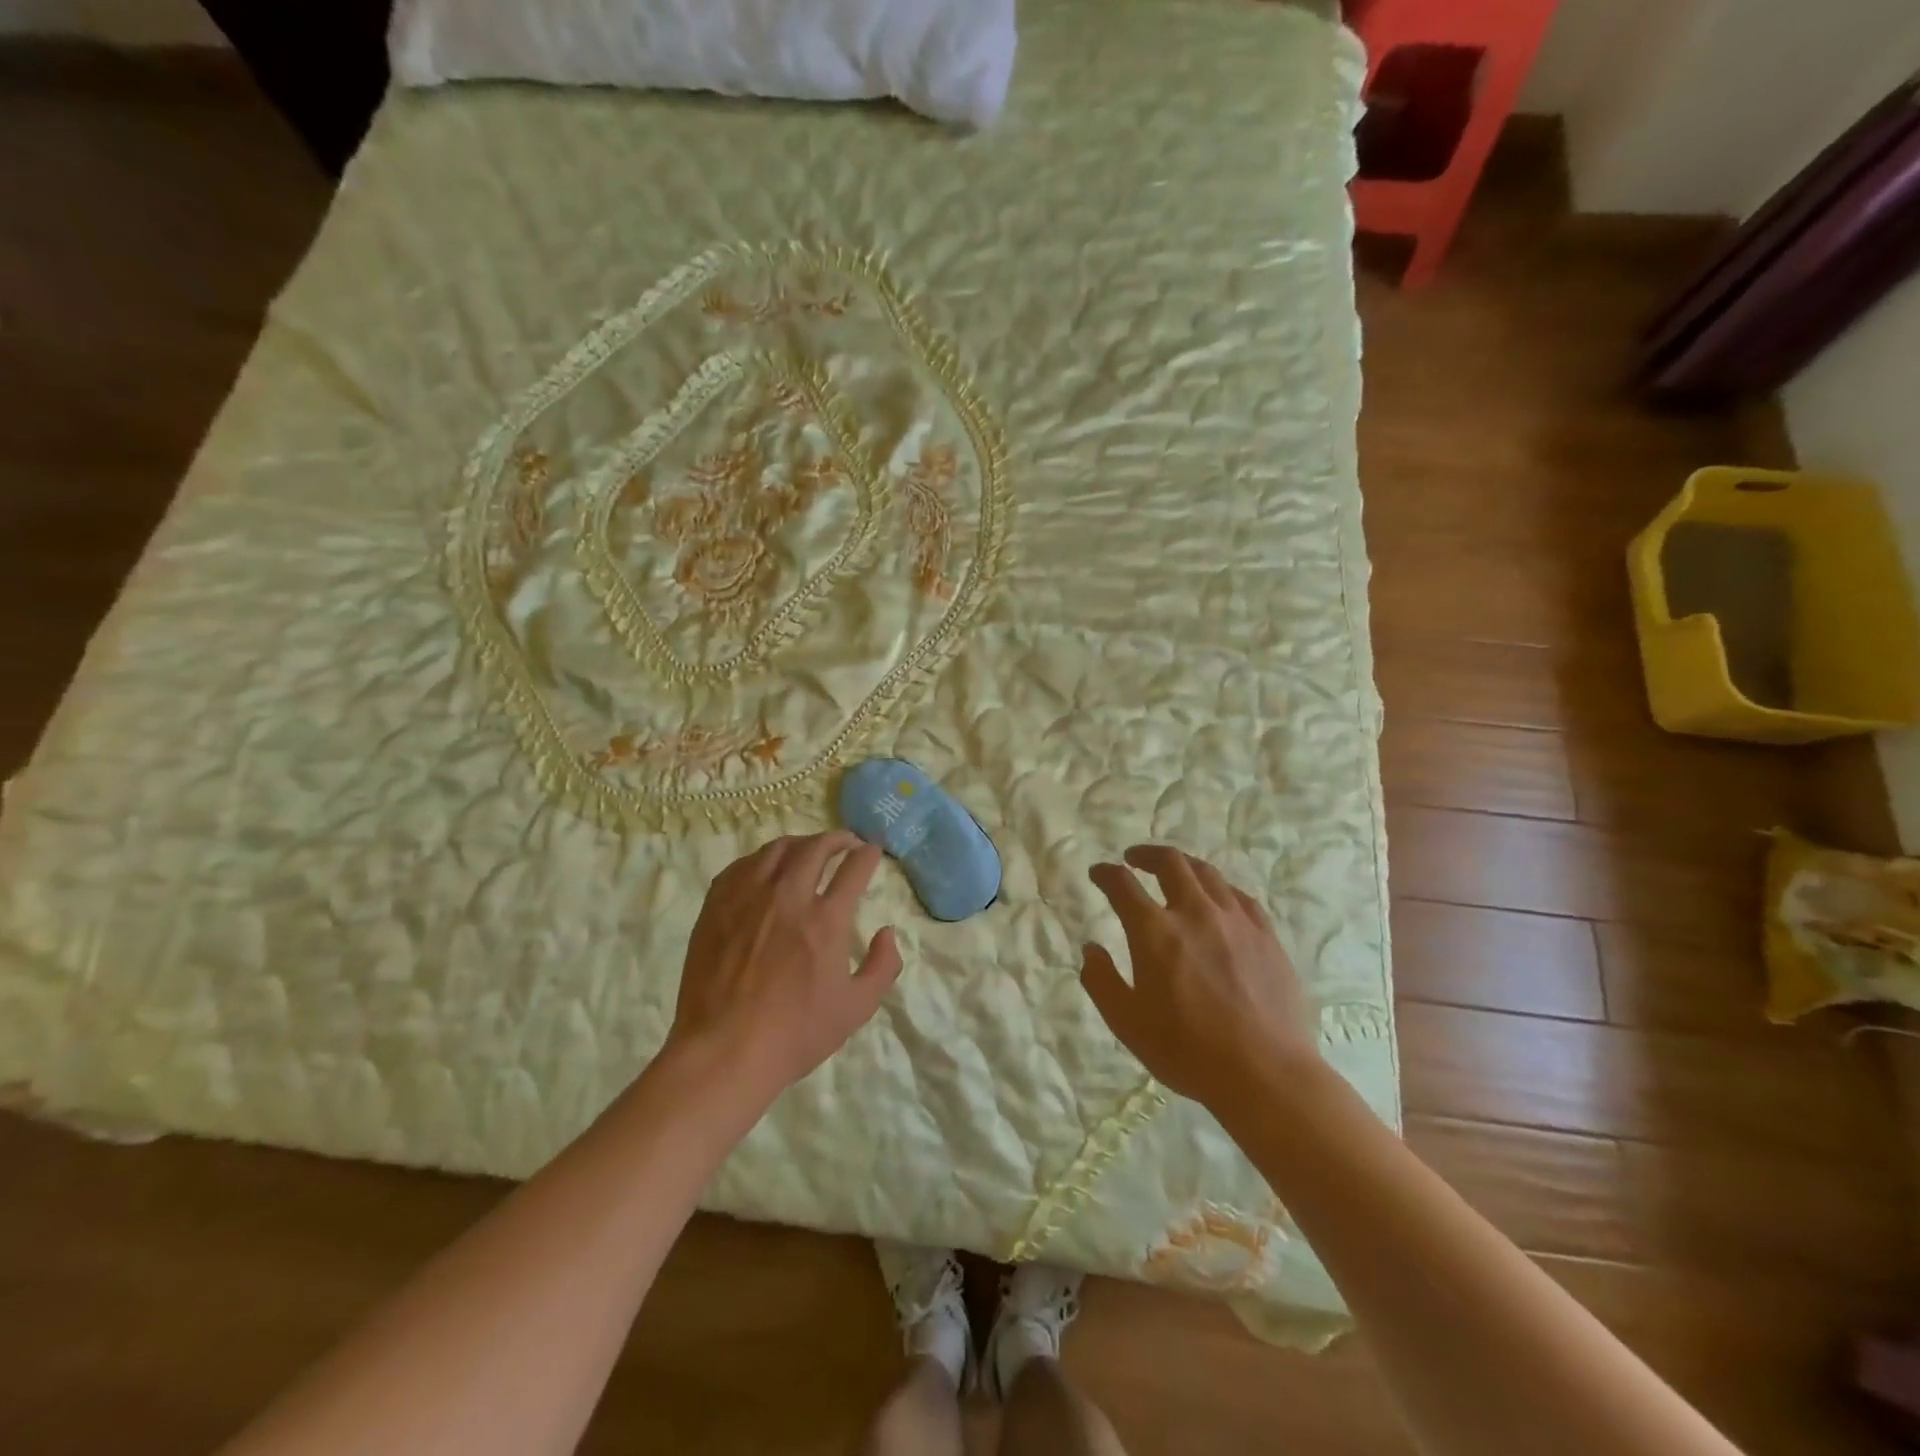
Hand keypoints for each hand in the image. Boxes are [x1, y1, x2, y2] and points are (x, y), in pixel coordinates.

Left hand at [665, 832, 902, 1110]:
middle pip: (816, 847)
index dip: (868, 854)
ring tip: (809, 850)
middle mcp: (788, 896)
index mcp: (826, 919)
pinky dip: (762, 858)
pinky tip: (766, 867)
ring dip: (801, 843)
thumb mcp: (856, 1009)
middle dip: (838, 838)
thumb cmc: (795, 1034)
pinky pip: (742, 865)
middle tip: (847, 843)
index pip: (854, 868)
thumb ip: (882, 967)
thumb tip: (887, 933)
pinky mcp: (717, 905)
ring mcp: (748, 897)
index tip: (873, 851)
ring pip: (778, 849)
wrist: (724, 1051)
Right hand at [1081, 845, 1320, 1112]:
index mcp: (1154, 931)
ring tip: (1175, 872)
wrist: (1264, 1073)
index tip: (1098, 873)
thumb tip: (1091, 949)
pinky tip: (1219, 900)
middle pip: (1171, 863)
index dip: (1106, 874)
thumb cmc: (1187, 1050)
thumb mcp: (1127, 1023)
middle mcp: (1194, 913)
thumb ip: (1102, 981)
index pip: (1123, 885)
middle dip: (1147, 854)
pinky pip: (1240, 897)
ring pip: (1207, 873)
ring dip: (1184, 866)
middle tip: (1134, 859)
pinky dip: (1220, 889)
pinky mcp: (1266, 936)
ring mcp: (1236, 921)